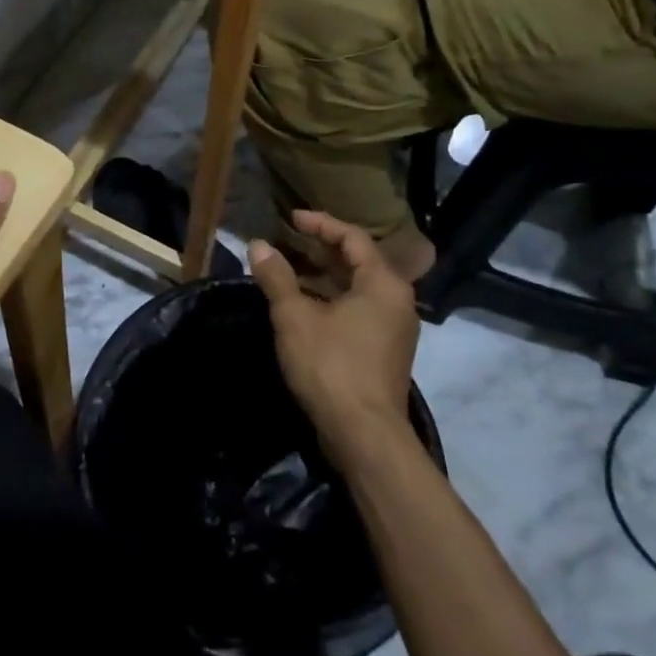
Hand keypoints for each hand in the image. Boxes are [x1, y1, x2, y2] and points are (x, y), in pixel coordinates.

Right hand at [250, 211, 420, 461]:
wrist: (364, 436)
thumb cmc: (331, 366)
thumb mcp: (294, 317)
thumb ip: (276, 277)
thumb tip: (258, 245)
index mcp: (383, 284)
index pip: (352, 237)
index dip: (320, 224)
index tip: (291, 218)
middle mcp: (396, 301)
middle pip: (358, 261)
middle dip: (320, 249)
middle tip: (287, 241)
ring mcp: (394, 329)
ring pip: (357, 288)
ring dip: (324, 276)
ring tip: (288, 270)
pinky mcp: (385, 351)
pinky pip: (359, 309)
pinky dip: (332, 299)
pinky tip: (304, 305)